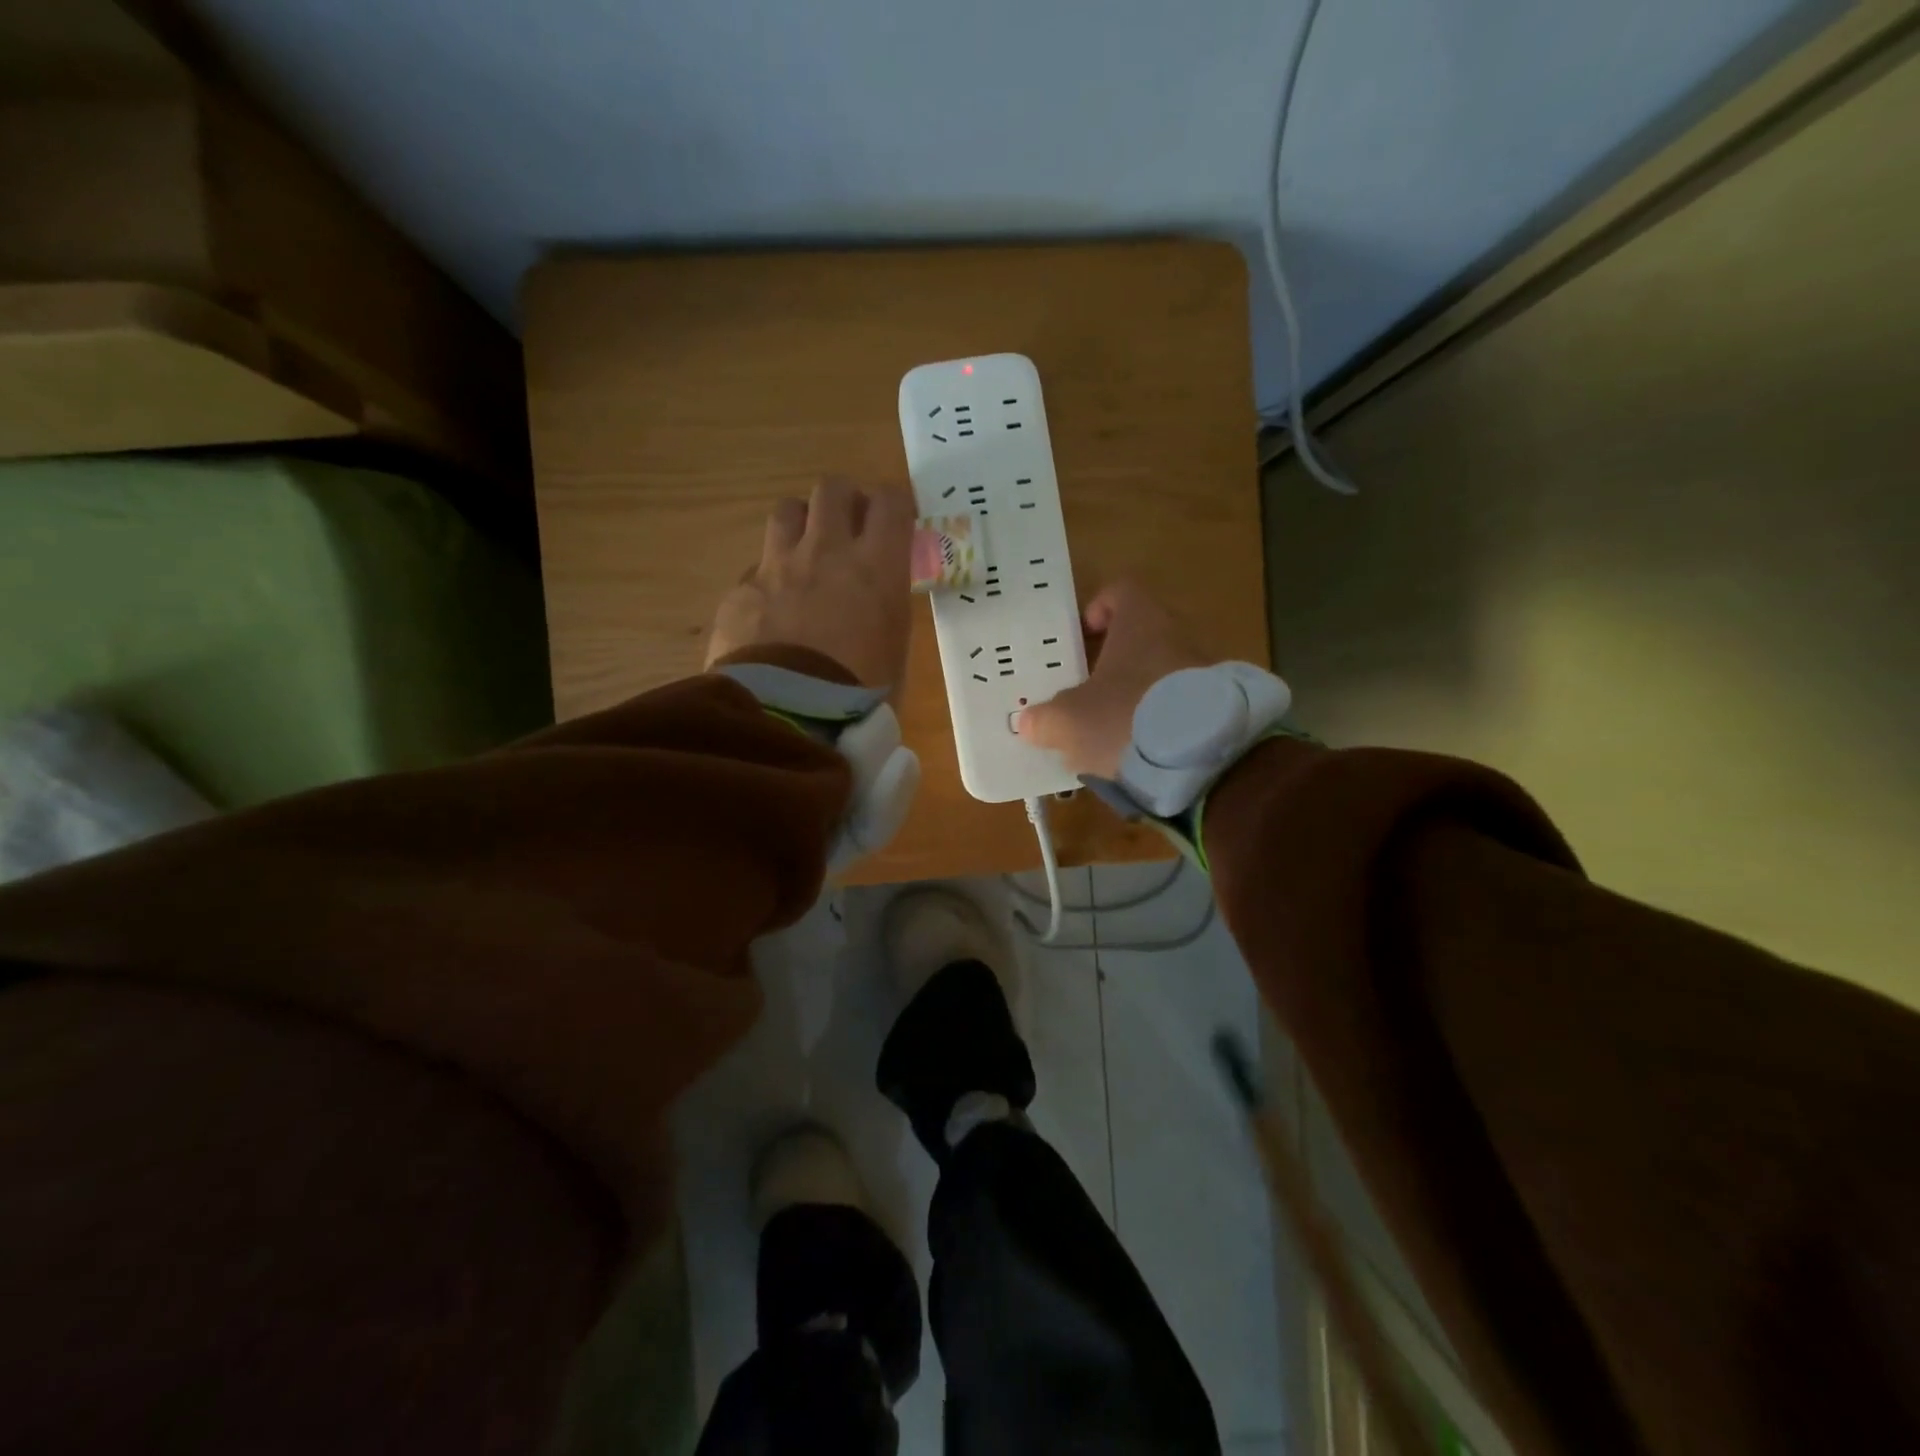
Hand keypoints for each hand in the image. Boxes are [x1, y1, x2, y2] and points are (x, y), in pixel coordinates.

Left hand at [705, 478, 915, 688]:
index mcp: (876, 568)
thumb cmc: (861, 695)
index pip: (890, 502)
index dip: (894, 505)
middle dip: (844, 501)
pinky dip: (769, 579)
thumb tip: (872, 607)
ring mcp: (776, 568)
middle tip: (849, 528)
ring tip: (806, 554)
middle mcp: (825, 552)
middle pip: (832, 488)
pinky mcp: (740, 592)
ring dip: (801, 524)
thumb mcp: (894, 652)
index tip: (896, 522)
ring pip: (786, 511)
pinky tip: (771, 611)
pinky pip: (756, 568)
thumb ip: (884, 612)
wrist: (789, 718)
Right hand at [1015, 581, 1211, 777]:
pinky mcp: (1222, 707)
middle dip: (1116, 659)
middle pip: (1144, 634)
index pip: (1121, 592)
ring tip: (1115, 726)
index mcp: (1141, 622)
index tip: (1083, 636)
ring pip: (1164, 671)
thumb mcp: (1069, 722)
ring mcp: (1207, 671)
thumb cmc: (1124, 719)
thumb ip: (1044, 719)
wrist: (1203, 761)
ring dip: (1140, 691)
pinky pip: (1184, 703)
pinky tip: (1144, 748)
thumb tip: (1030, 722)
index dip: (1098, 608)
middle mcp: (1179, 635)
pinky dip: (1164, 718)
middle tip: (1090, 689)